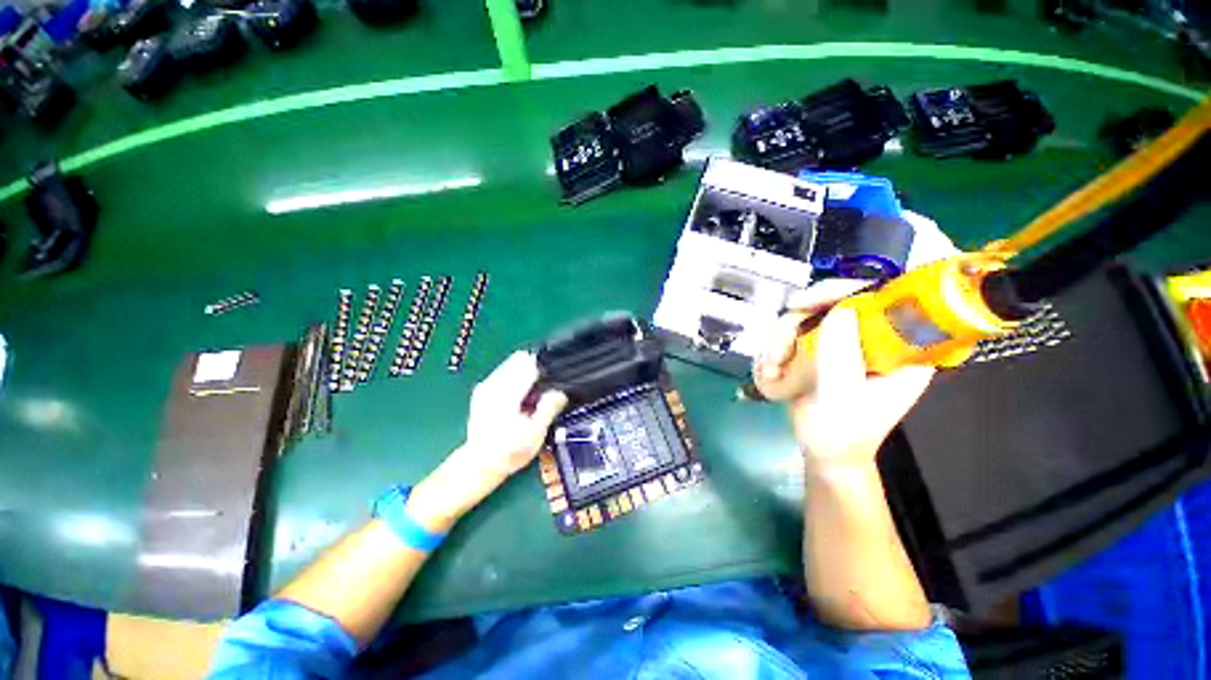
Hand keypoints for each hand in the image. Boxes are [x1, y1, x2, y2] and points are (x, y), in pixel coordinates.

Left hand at [408, 352, 567, 531]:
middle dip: (535, 370)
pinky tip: (520, 399)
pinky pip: (504, 373)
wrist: (480, 464)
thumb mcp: (535, 434)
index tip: (552, 382)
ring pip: (511, 364)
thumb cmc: (510, 452)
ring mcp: (485, 386)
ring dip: (525, 374)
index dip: (545, 369)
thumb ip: (548, 408)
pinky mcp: (482, 390)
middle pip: (519, 360)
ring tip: (532, 397)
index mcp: (507, 393)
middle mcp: (493, 384)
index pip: (528, 363)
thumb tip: (560, 391)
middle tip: (543, 392)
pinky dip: (515, 379)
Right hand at [757, 211, 956, 464]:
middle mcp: (879, 334)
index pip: (918, 294)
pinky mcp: (821, 343)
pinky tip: (772, 367)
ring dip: (785, 335)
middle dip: (818, 301)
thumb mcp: (841, 400)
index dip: (917, 260)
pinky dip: (779, 343)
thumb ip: (842, 357)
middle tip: (793, 315)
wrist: (822, 449)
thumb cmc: (842, 433)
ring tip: (774, 366)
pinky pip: (796, 326)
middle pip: (853, 292)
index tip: (906, 226)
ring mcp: (846, 337)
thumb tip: (838, 309)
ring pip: (815, 309)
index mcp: (906, 347)